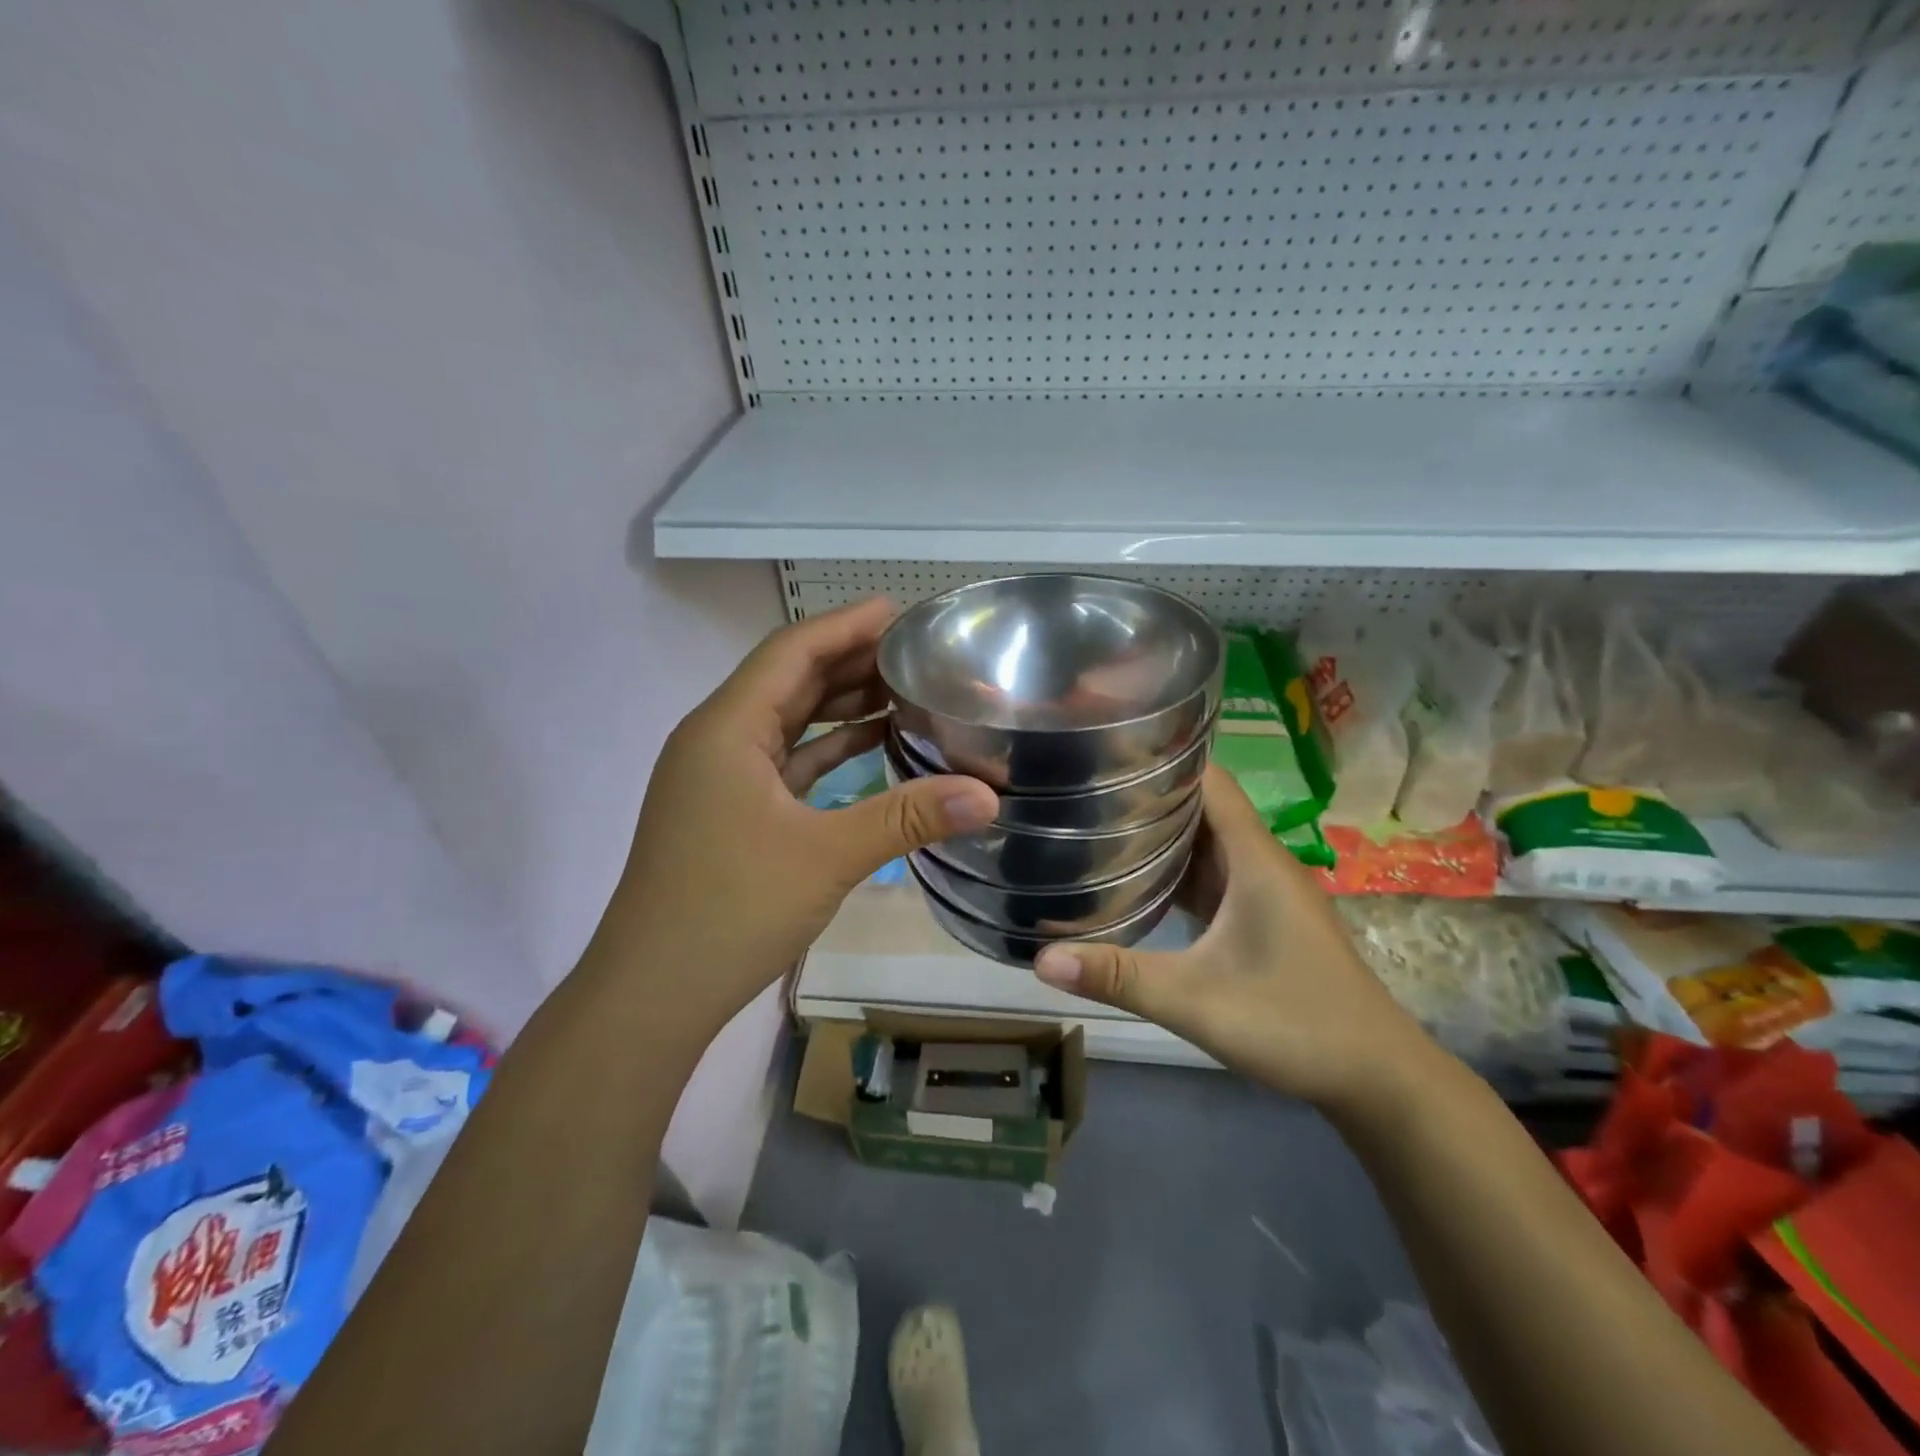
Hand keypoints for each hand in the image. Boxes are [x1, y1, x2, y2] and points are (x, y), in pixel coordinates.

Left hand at [605, 598, 998, 1035]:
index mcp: (727, 728)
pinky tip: (872, 744)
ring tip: (904, 688)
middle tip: (915, 649)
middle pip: (790, 680)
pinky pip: (786, 761)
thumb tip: (989, 796)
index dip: (846, 624)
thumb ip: (908, 818)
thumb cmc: (730, 910)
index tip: (900, 610)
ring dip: (840, 704)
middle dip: (850, 660)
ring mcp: (721, 778)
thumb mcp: (827, 856)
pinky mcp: (731, 811)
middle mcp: (718, 740)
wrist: (653, 992)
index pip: (792, 651)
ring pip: (788, 722)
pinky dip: (828, 749)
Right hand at [1033, 765, 1433, 1112]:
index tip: (1106, 752)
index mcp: (1253, 858)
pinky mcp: (1260, 916)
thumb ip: (1119, 977)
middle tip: (1082, 789)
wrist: (1376, 1077)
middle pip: (1201, 805)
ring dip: (1158, 832)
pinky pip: (1210, 874)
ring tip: (1096, 824)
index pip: (1208, 779)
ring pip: (1204, 841)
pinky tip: (1134, 879)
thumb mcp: (1196, 1001)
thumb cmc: (1295, 1023)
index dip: (1161, 758)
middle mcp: (1259, 861)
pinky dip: (1174, 869)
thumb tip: (1041, 959)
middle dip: (1146, 794)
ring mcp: (1262, 890)